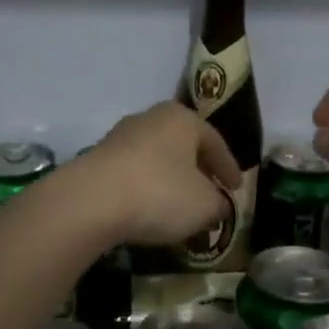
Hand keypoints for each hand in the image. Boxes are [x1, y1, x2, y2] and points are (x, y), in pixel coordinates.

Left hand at [71, 102, 242, 247]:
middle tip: (210, 192)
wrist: (91, 201)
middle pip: (184, 145)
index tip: (237, 188)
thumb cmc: (160, 194)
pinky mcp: (97, 158)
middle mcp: (151, 118)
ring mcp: (120, 136)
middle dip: (198, 170)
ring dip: (170, 179)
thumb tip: (218, 205)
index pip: (216, 142)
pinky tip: (148, 209)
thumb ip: (219, 204)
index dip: (229, 168)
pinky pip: (133, 173)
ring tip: (179, 205)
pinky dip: (146, 188)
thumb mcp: (205, 206)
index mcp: (183, 119)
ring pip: (157, 158)